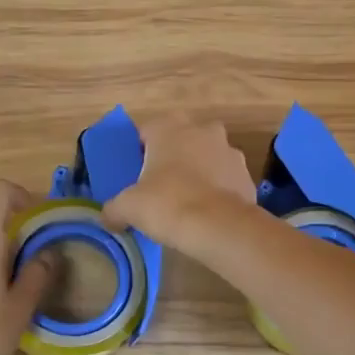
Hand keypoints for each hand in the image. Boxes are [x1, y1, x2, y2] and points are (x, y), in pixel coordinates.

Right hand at [104, 114, 257, 249]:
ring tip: (186, 202)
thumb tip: (108, 217)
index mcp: (169, 127)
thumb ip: (114, 209)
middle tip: (159, 185)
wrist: (220, 227)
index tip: (134, 174)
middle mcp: (203, 130)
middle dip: (172, 158)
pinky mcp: (247, 175)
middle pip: (180, 140)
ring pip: (207, 158)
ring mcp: (230, 151)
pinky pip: (225, 179)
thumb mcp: (128, 208)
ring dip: (198, 172)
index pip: (146, 131)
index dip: (138, 152)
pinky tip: (207, 213)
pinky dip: (217, 191)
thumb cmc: (167, 204)